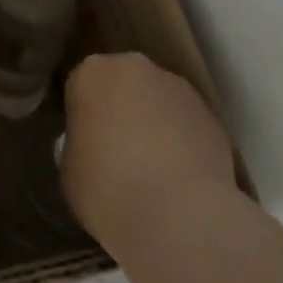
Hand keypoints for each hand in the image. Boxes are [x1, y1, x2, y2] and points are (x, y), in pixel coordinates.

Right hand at [61, 52, 236, 246]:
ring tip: (154, 169)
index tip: (86, 144)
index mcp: (91, 72)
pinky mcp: (212, 114)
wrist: (178, 215)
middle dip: (122, 109)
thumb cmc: (107, 188)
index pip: (81, 86)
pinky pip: (187, 124)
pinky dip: (183, 142)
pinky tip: (181, 178)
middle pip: (123, 84)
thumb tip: (93, 148)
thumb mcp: (70, 168)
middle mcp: (134, 66)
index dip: (84, 116)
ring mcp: (178, 87)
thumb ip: (79, 144)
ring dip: (155, 123)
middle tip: (118, 151)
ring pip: (158, 100)